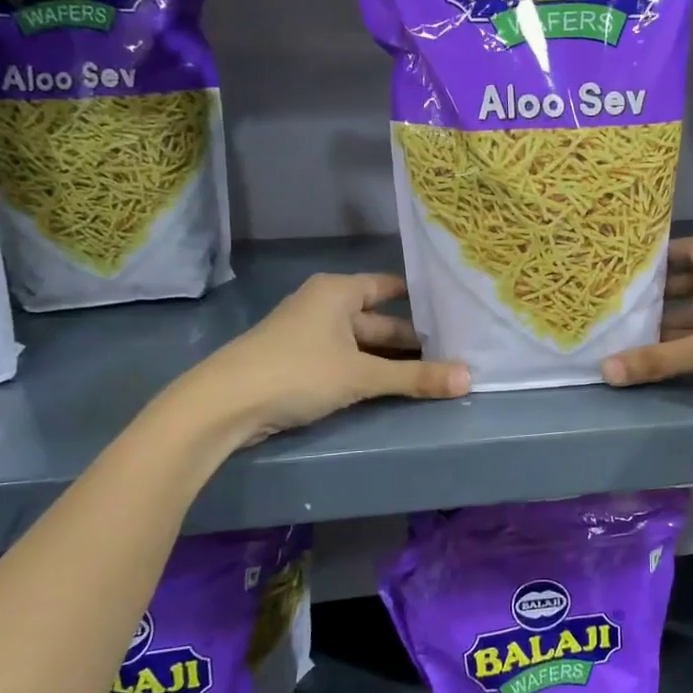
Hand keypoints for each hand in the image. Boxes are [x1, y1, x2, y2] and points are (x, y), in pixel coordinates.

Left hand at [161, 273, 469, 450]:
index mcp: (338, 292)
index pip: (390, 287)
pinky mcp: (299, 363)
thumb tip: (469, 378)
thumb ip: (415, 377)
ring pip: (363, 344)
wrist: (223, 405)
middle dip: (412, 339)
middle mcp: (324, 305)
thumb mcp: (361, 375)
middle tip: (454, 353)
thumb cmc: (297, 372)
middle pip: (379, 320)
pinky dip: (369, 372)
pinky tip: (392, 388)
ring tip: (433, 374)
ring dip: (392, 360)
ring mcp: (309, 335)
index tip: (455, 313)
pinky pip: (346, 361)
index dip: (421, 300)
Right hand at [600, 236, 692, 422]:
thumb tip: (606, 370)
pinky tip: (662, 351)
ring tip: (634, 330)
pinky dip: (690, 339)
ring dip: (673, 321)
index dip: (661, 256)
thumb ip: (657, 358)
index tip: (629, 266)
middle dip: (662, 294)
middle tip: (625, 303)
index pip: (690, 250)